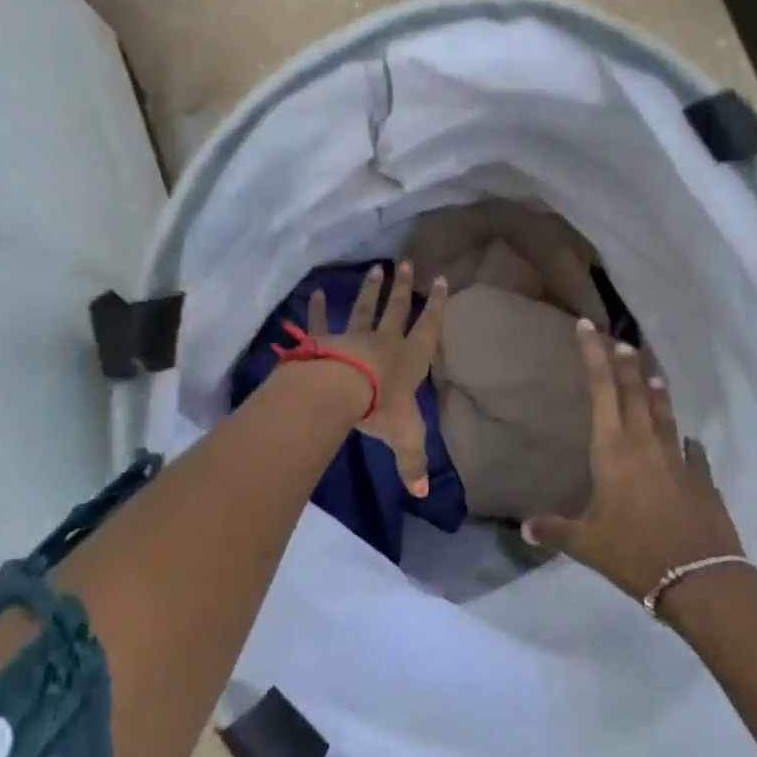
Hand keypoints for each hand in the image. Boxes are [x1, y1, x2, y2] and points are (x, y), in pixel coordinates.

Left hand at [307, 263, 447, 497]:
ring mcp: (354, 337)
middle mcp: (385, 342)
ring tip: (377, 268)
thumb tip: (423, 493)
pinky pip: (321, 322)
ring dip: (371, 290)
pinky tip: (314, 293)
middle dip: (404, 288)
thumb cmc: (381, 409)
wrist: (341, 391)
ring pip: (364, 309)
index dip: (437, 305)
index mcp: (410, 359)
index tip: (442, 280)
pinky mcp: (326, 340)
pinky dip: (316, 309)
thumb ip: (413, 463)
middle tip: (408, 264)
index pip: (428, 328)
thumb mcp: (405, 438)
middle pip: (397, 310)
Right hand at [522, 322, 744, 600]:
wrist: (701, 580)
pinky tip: (688, 442)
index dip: (593, 355)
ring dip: (656, 393)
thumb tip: (524, 528)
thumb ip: (555, 530)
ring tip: (651, 374)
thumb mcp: (586, 544)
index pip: (602, 389)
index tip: (587, 327)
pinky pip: (692, 452)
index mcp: (613, 450)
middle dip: (624, 363)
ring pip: (664, 415)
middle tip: (619, 340)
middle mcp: (646, 444)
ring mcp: (678, 460)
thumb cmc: (634, 553)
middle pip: (634, 392)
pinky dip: (685, 442)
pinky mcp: (702, 480)